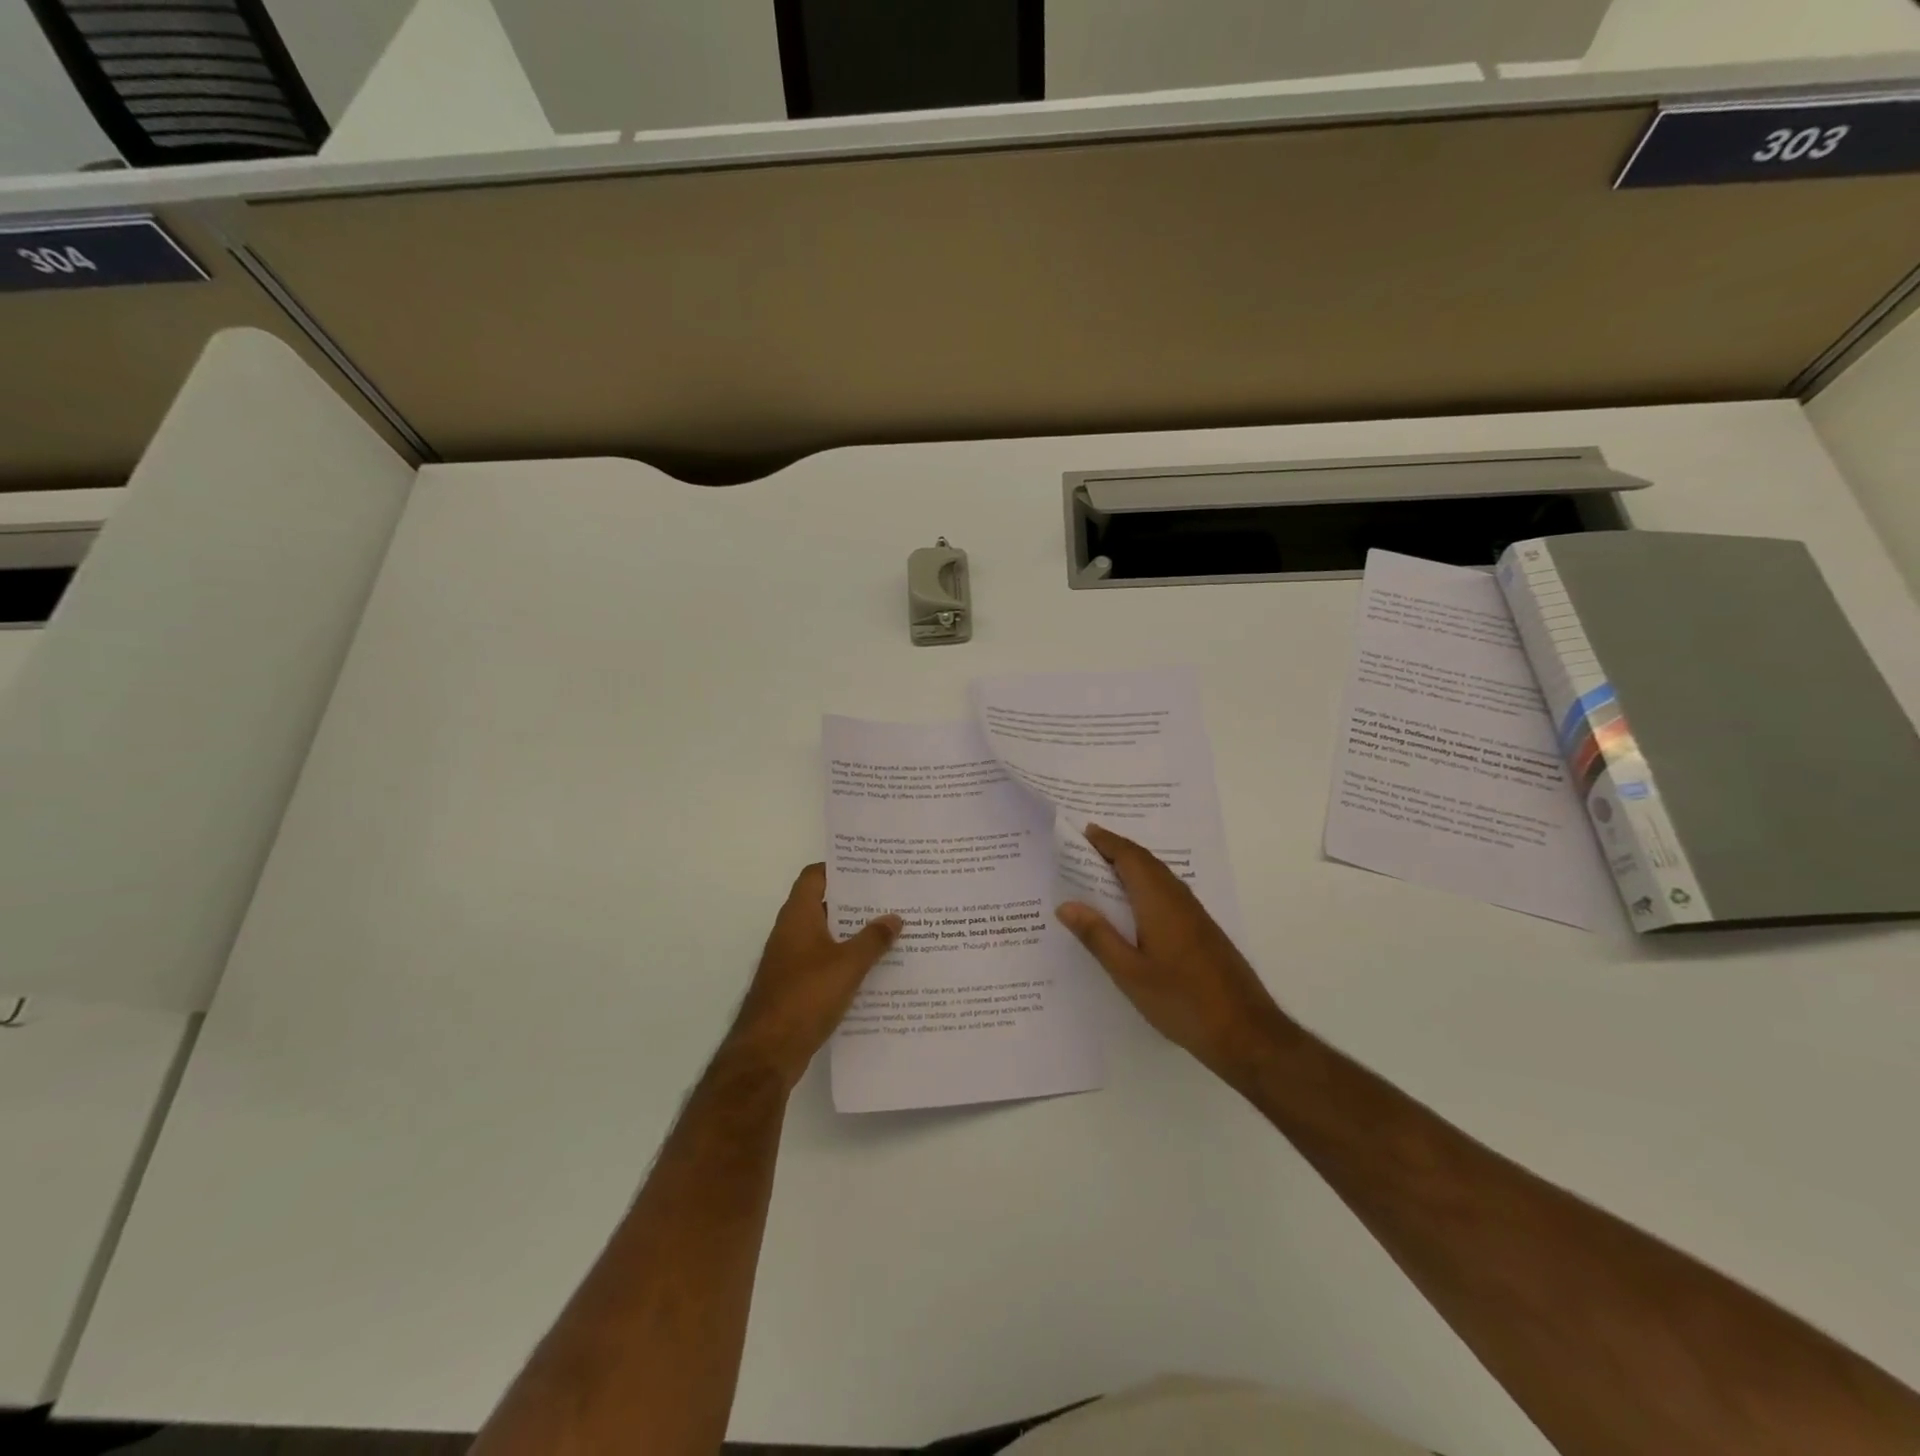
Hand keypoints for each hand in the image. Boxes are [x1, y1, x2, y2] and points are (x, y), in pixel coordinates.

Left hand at [720, 864, 900, 1091]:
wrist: (768, 1052)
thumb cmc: (806, 997)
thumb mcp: (848, 965)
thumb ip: (873, 939)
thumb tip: (894, 918)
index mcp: (798, 916)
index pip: (815, 875)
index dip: (840, 868)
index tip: (871, 868)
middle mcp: (791, 931)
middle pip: (824, 903)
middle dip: (855, 901)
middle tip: (891, 897)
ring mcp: (791, 960)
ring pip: (826, 934)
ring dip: (853, 932)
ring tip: (891, 929)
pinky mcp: (795, 985)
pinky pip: (825, 961)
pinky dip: (846, 959)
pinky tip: (874, 968)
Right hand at [1057, 825, 1287, 1083]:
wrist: (1246, 1033)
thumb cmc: (1182, 1001)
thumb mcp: (1129, 973)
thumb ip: (1098, 936)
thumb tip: (1066, 905)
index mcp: (1159, 902)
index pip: (1130, 858)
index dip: (1107, 841)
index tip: (1083, 831)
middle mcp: (1179, 899)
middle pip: (1146, 862)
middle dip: (1117, 849)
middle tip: (1086, 847)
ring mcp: (1195, 915)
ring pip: (1160, 876)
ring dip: (1133, 866)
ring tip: (1103, 870)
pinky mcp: (1203, 931)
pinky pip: (1168, 892)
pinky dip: (1146, 885)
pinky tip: (1134, 906)